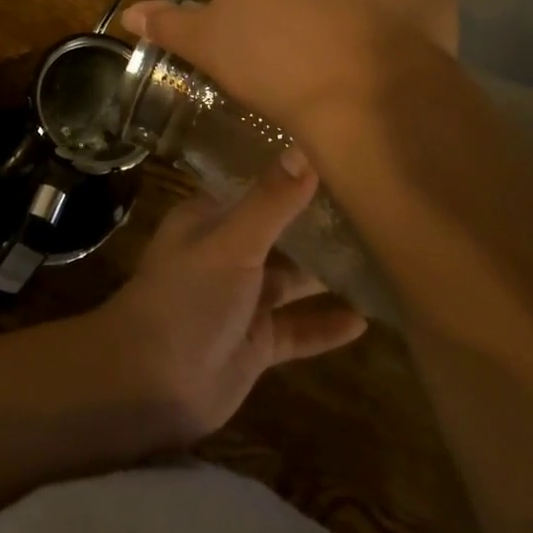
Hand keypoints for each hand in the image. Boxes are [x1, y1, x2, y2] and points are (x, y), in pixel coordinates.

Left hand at [87, 160, 367, 445]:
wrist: (150, 383)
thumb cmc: (187, 297)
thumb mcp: (232, 243)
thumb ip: (271, 202)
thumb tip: (306, 148)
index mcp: (210, 219)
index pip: (257, 188)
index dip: (294, 176)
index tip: (342, 162)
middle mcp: (226, 253)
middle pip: (279, 233)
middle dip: (318, 226)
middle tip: (377, 209)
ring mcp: (241, 300)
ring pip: (291, 281)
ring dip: (327, 274)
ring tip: (382, 259)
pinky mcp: (255, 343)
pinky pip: (298, 329)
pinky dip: (326, 325)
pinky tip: (366, 320)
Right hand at [122, 0, 459, 136]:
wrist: (363, 88)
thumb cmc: (273, 63)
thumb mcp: (209, 47)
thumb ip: (169, 23)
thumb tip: (128, 13)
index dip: (259, 6)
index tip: (266, 43)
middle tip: (308, 45)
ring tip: (354, 49)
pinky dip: (398, 8)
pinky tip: (391, 46)